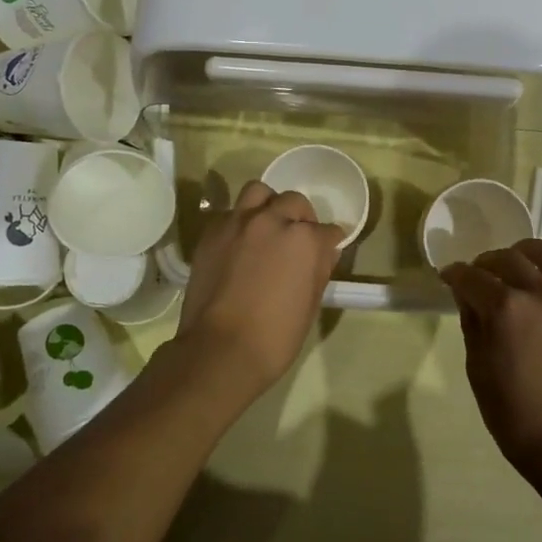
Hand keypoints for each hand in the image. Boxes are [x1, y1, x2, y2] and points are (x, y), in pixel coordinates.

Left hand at [175, 180, 344, 389]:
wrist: (220, 349)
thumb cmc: (275, 336)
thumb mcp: (311, 304)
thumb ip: (319, 269)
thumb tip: (324, 252)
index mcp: (304, 240)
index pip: (327, 230)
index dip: (329, 241)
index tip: (327, 250)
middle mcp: (273, 220)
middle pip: (294, 202)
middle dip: (301, 218)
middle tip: (297, 238)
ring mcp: (239, 222)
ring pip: (259, 192)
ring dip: (268, 205)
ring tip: (267, 226)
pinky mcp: (212, 232)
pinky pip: (230, 212)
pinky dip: (240, 221)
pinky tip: (240, 242)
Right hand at [440, 239, 541, 484]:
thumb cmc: (513, 413)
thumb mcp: (477, 368)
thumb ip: (472, 324)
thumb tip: (469, 297)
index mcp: (505, 310)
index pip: (472, 277)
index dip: (455, 274)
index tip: (448, 277)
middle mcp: (540, 294)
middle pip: (508, 259)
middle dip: (486, 262)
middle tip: (478, 275)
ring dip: (527, 253)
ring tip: (518, 263)